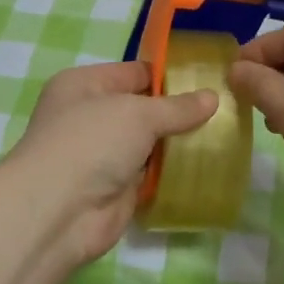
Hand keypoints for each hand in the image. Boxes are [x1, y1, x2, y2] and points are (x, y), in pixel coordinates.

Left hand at [3, 59, 216, 268]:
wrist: (59, 210)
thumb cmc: (91, 142)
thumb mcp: (137, 114)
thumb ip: (176, 107)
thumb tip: (213, 97)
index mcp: (84, 85)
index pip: (135, 73)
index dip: (170, 75)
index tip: (210, 80)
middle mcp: (91, 116)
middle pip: (143, 109)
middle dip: (179, 112)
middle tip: (224, 110)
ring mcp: (103, 154)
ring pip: (149, 143)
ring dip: (178, 143)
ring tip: (224, 136)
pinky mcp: (116, 188)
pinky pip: (151, 174)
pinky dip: (172, 172)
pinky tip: (206, 166)